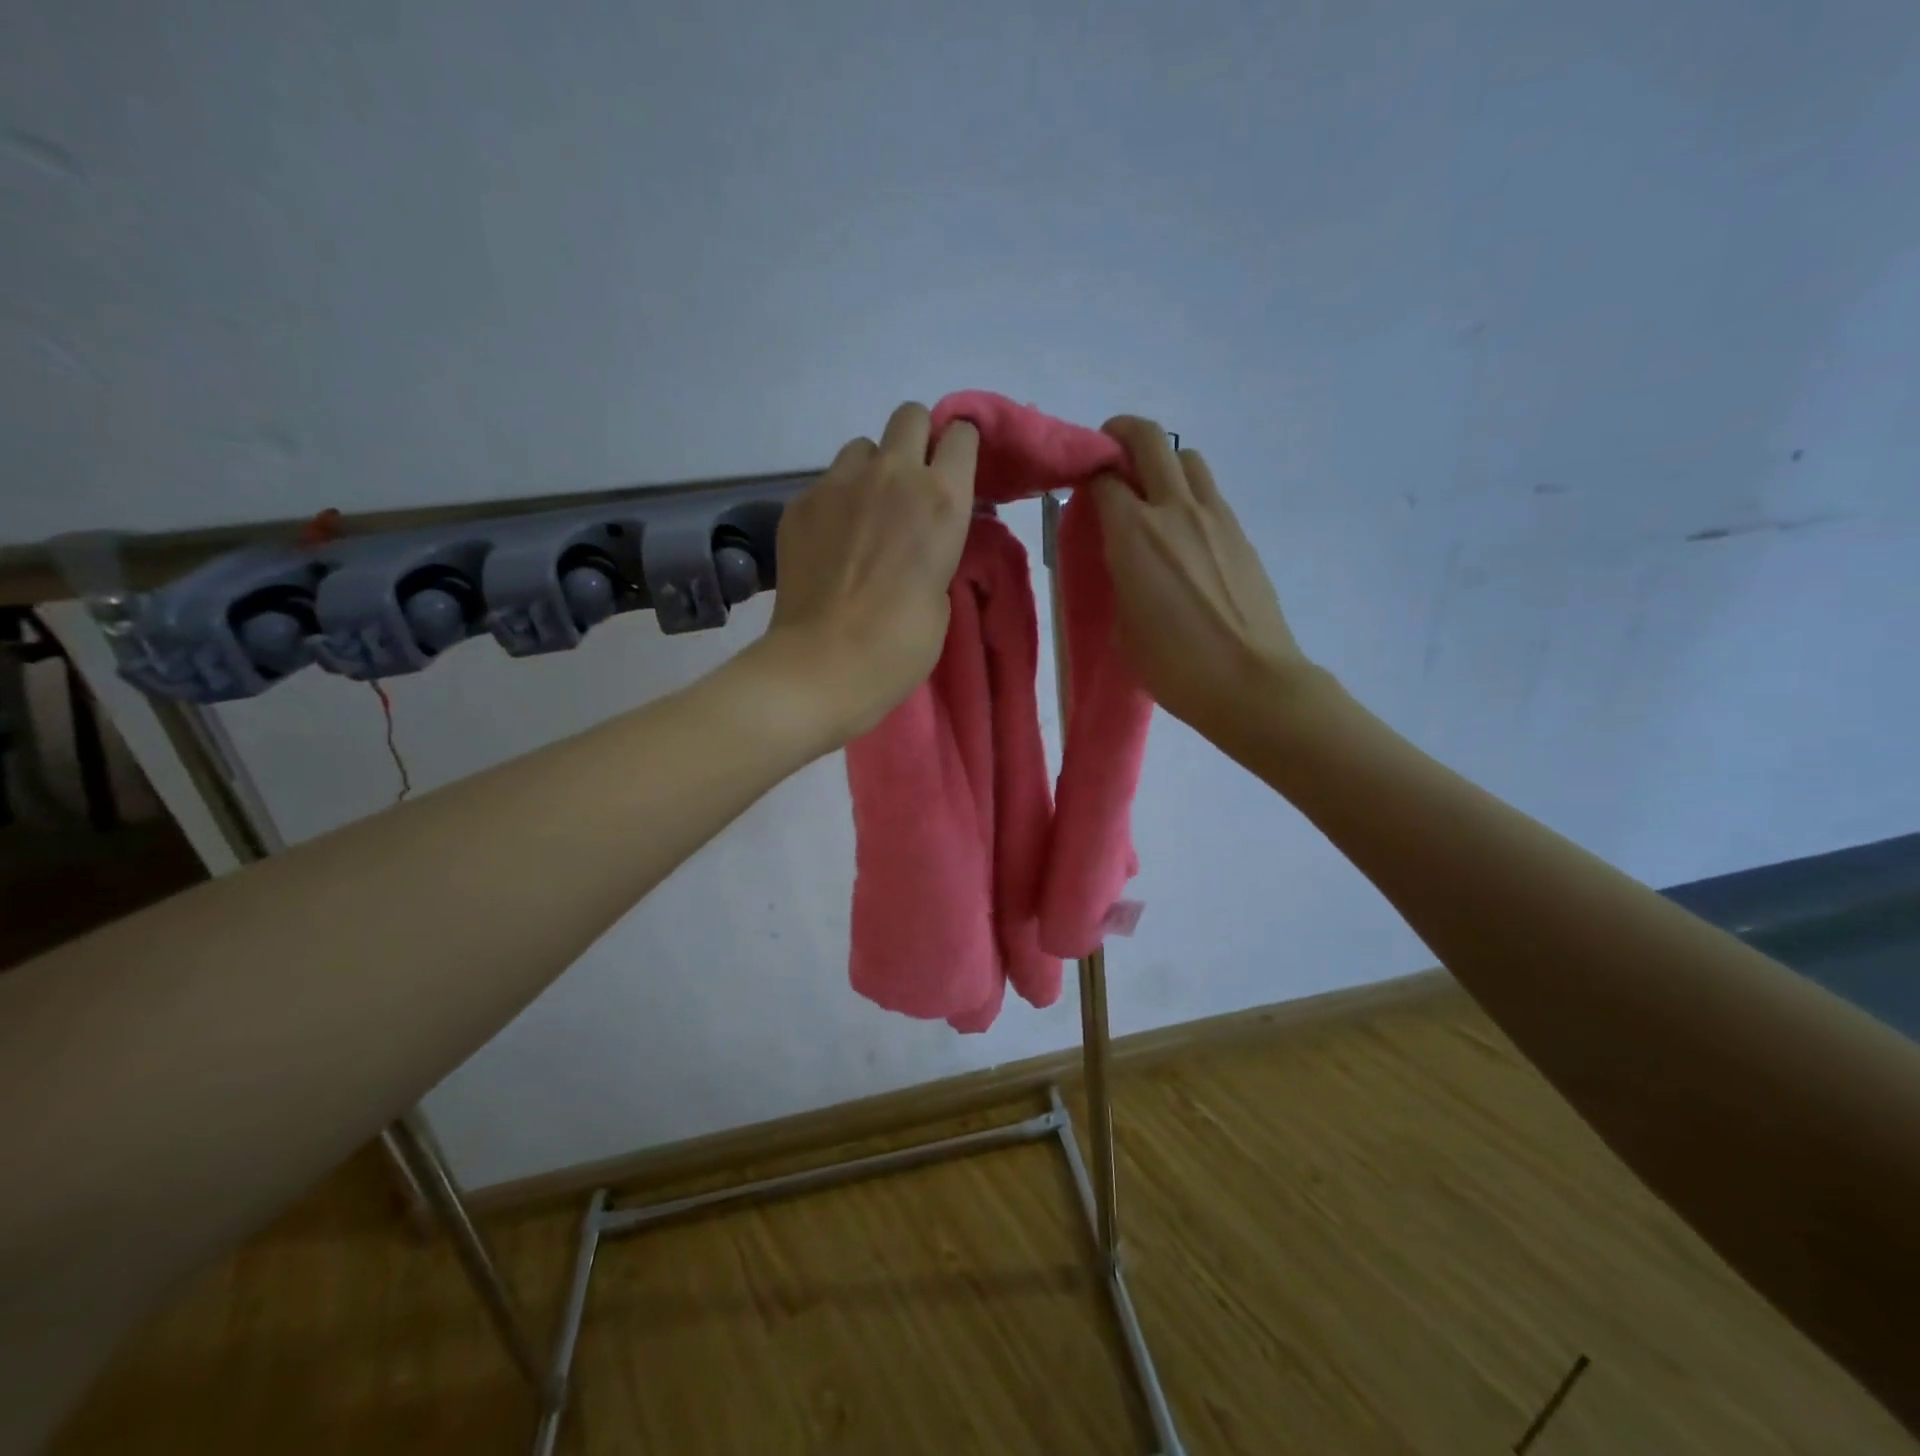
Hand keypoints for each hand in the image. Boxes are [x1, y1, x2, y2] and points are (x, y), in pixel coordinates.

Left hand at [758, 402, 977, 744]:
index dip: (960, 449)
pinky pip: (827, 483)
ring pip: (862, 447)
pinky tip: (831, 543)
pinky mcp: (801, 502)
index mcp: (943, 500)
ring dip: (872, 470)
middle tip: (911, 486)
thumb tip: (920, 536)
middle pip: (910, 415)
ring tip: (865, 515)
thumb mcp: (941, 594)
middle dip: (917, 440)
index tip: (955, 472)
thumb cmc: (899, 645)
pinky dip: (836, 502)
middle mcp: (893, 475)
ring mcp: (839, 484)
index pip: (962, 434)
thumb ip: (936, 548)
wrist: (823, 664)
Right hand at [1092, 416, 1311, 741]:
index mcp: (1134, 535)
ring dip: (1163, 463)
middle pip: (1148, 439)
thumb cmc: (1175, 666)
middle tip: (1109, 456)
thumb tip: (1124, 559)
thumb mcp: (1124, 626)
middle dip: (1122, 434)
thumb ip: (1118, 579)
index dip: (1085, 471)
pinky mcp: (1241, 533)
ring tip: (1151, 496)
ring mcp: (1215, 517)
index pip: (1103, 475)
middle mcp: (1174, 510)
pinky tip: (1183, 533)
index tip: (1077, 484)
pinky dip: (1189, 494)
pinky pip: (1209, 492)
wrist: (1251, 682)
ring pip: (1186, 458)